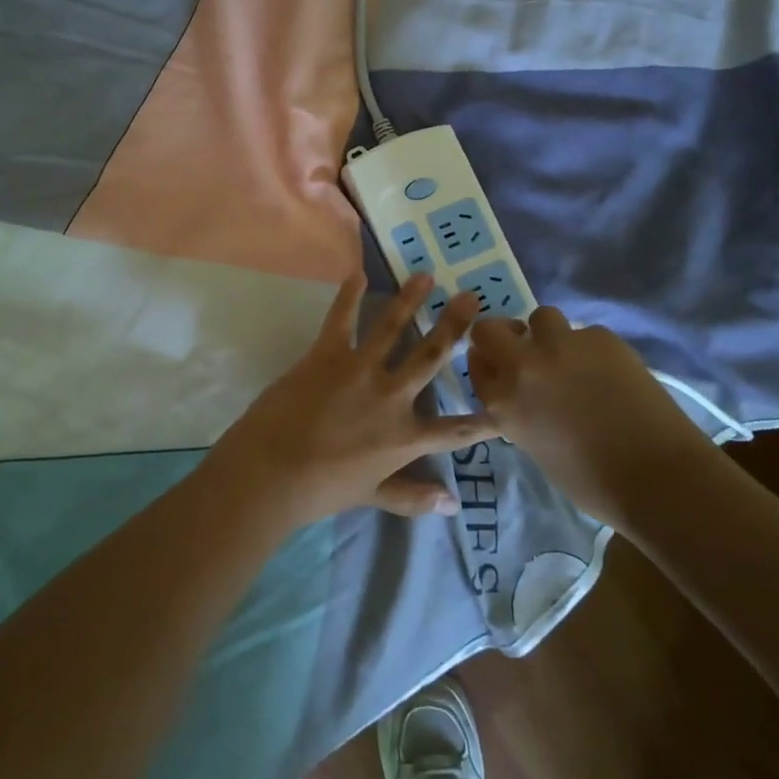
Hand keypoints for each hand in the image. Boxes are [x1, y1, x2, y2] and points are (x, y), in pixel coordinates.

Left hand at [205, 274, 491, 529]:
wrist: (273, 472)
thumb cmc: (322, 489)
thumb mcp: (373, 496)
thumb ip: (413, 497)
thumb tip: (452, 504)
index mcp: (405, 437)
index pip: (454, 430)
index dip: (482, 420)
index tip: (504, 404)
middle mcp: (392, 397)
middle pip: (431, 356)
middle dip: (454, 326)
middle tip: (471, 299)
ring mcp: (361, 370)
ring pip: (393, 327)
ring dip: (410, 299)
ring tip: (426, 275)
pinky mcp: (327, 354)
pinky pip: (341, 319)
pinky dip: (349, 295)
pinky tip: (357, 274)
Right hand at [465, 307, 717, 521]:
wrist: (657, 476)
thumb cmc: (592, 481)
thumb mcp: (534, 446)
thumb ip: (518, 410)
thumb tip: (525, 392)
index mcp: (502, 402)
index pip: (475, 363)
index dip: (488, 361)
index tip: (500, 366)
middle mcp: (523, 367)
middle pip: (490, 328)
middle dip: (505, 335)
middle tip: (526, 349)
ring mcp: (561, 346)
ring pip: (542, 317)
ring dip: (550, 334)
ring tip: (573, 358)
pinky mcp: (600, 337)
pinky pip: (585, 333)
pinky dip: (592, 349)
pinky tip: (611, 373)